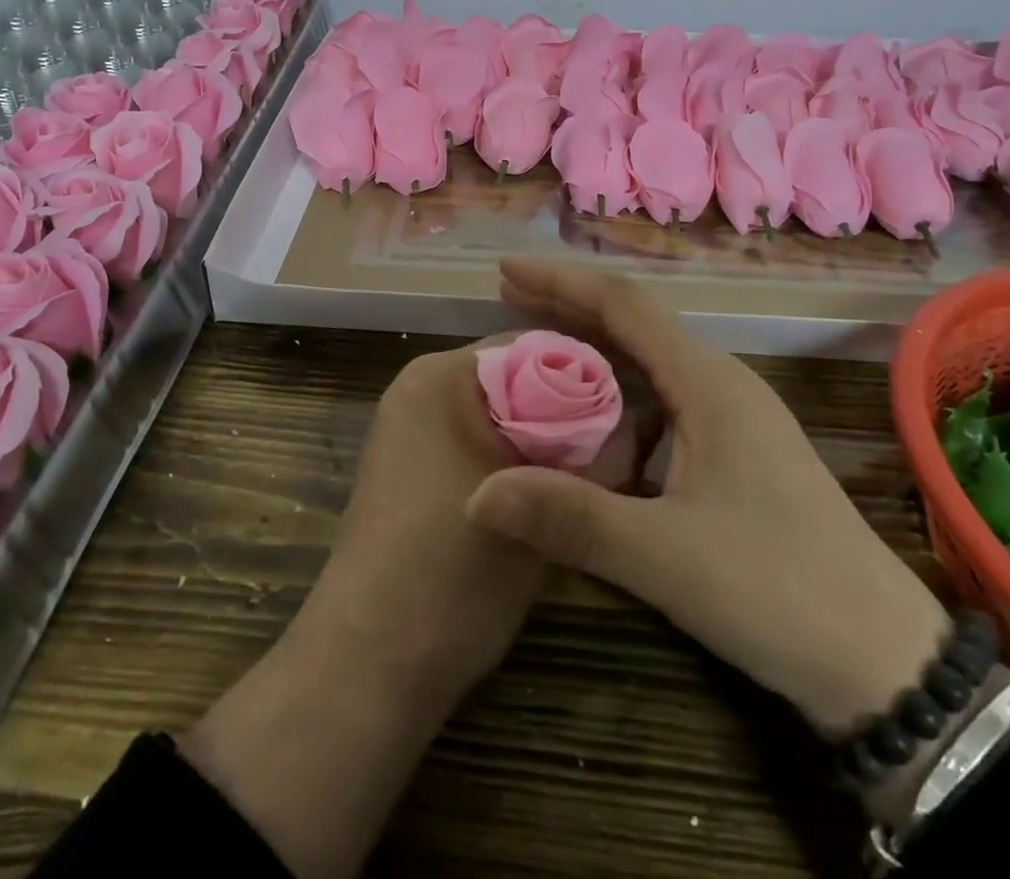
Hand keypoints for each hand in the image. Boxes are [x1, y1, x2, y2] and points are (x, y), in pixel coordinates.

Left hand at [298, 336, 633, 690]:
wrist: (372, 663)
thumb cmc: (455, 572)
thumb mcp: (542, 504)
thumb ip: (596, 452)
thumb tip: (637, 419)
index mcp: (441, 375)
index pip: (532, 347)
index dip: (586, 376)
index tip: (630, 413)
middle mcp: (420, 387)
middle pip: (515, 379)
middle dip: (566, 411)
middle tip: (617, 450)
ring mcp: (409, 427)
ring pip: (498, 413)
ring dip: (542, 439)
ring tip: (589, 477)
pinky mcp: (409, 466)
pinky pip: (474, 440)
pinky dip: (510, 459)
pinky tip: (544, 496)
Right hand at [466, 258, 949, 737]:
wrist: (887, 661)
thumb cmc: (778, 591)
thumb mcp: (664, 557)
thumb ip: (571, 519)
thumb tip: (477, 494)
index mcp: (709, 383)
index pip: (624, 304)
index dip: (562, 281)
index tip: (506, 271)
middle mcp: (722, 383)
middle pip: (635, 323)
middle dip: (569, 307)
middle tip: (507, 303)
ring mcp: (735, 418)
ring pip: (650, 361)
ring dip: (594, 348)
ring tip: (538, 352)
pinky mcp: (738, 452)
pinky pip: (664, 399)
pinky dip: (618, 393)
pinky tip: (593, 421)